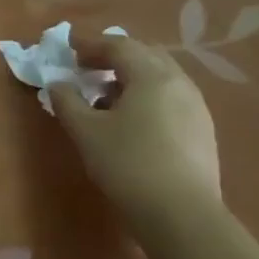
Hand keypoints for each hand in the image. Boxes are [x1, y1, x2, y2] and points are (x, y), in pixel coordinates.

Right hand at [47, 34, 221, 227]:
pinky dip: (145, 96)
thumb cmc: (127, 163)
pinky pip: (169, 98)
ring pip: (160, 78)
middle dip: (113, 56)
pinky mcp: (201, 131)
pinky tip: (129, 119)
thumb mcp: (85, 131)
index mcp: (152, 76)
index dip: (90, 44)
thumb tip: (57, 83)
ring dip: (130, 77)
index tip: (67, 48)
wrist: (181, 214)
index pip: (119, 45)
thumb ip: (67, 101)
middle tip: (85, 67)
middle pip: (145, 56)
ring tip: (104, 94)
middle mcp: (180, 84)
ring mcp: (196, 108)